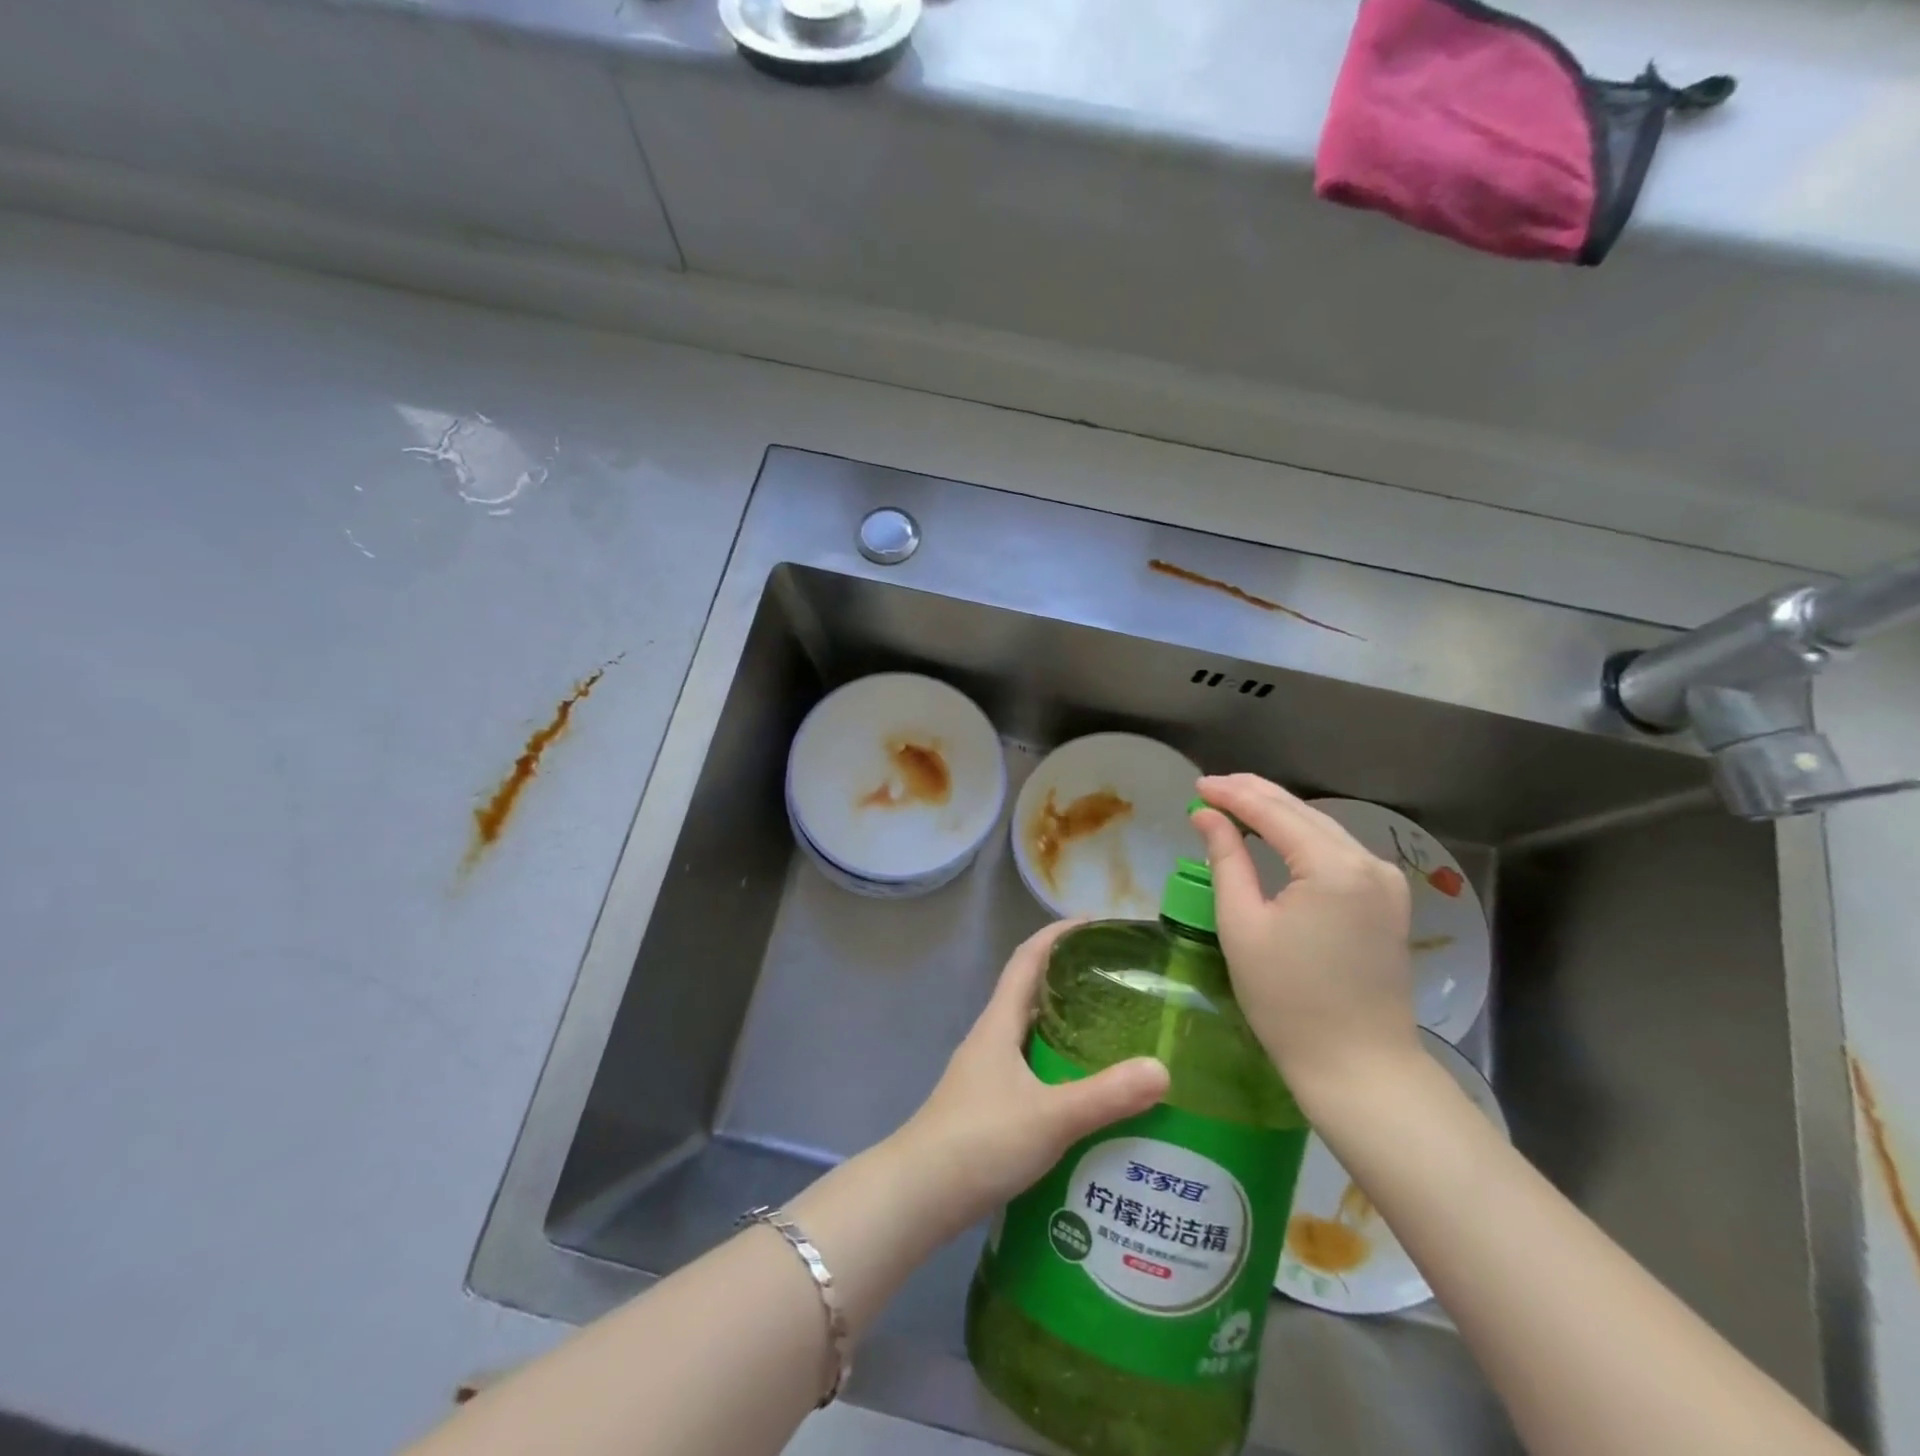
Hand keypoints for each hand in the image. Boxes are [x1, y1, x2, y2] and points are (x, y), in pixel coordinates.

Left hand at [890, 921, 1169, 1234]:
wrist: (920, 1194)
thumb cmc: (980, 1140)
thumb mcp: (1050, 1116)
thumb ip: (1106, 1095)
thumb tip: (1163, 1069)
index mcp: (1000, 1023)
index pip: (1027, 958)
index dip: (1058, 934)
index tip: (1096, 924)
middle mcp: (992, 1038)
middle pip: (1032, 993)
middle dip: (1072, 980)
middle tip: (1121, 984)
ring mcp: (987, 1073)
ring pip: (1032, 1033)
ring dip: (1067, 1027)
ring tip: (1116, 1035)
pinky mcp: (990, 1105)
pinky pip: (1032, 1068)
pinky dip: (1060, 1066)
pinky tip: (1088, 1092)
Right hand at [1190, 774, 1420, 1109]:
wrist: (1359, 1066)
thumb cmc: (1288, 1000)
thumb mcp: (1243, 925)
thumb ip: (1227, 859)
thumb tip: (1207, 816)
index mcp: (1333, 867)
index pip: (1274, 812)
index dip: (1232, 794)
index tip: (1197, 785)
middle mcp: (1368, 862)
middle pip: (1303, 812)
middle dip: (1255, 795)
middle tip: (1211, 788)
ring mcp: (1386, 881)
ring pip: (1323, 828)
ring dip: (1279, 813)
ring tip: (1235, 804)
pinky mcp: (1388, 901)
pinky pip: (1338, 852)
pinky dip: (1302, 837)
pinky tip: (1277, 835)